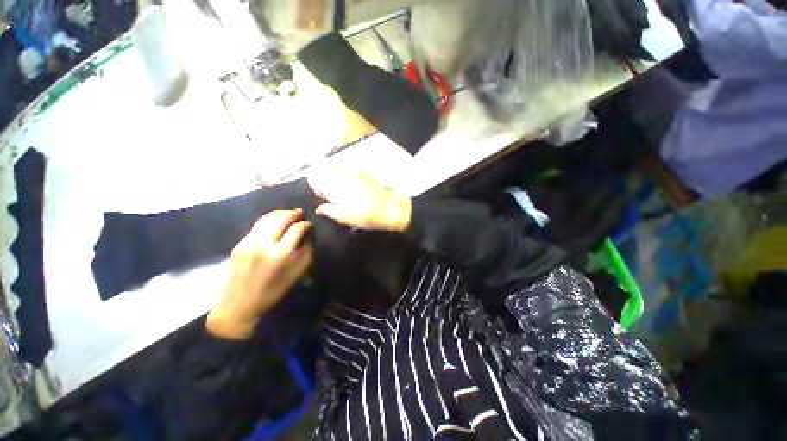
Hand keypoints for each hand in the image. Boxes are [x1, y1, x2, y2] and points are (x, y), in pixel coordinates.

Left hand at [207, 210, 311, 339]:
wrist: (237, 306)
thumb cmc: (271, 294)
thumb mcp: (295, 276)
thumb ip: (305, 255)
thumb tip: (307, 239)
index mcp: (280, 254)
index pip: (296, 229)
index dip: (304, 224)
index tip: (309, 224)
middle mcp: (264, 244)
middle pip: (280, 219)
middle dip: (292, 213)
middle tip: (300, 212)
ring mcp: (249, 242)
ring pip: (267, 219)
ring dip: (280, 213)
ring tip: (289, 213)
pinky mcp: (239, 244)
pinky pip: (257, 226)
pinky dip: (268, 220)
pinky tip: (274, 221)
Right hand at [308, 167, 411, 231]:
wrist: (391, 208)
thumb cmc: (365, 215)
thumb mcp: (343, 217)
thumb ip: (328, 210)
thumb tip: (319, 209)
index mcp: (335, 183)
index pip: (316, 177)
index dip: (317, 187)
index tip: (322, 196)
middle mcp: (343, 172)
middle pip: (325, 169)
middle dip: (324, 179)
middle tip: (331, 194)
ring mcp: (356, 170)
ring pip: (338, 168)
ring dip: (335, 176)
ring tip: (342, 191)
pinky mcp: (366, 172)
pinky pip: (349, 169)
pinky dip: (346, 175)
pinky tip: (353, 187)